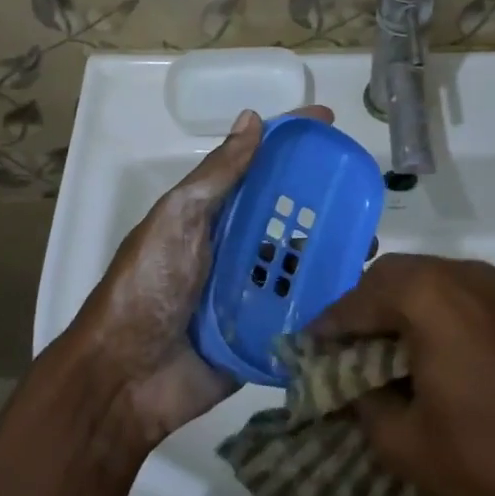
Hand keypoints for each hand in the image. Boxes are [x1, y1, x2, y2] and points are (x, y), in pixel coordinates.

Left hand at [69, 105, 333, 447]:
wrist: (125, 377)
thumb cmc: (148, 286)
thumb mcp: (178, 219)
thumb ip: (217, 175)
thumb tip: (252, 118)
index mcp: (213, 216)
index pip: (258, 167)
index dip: (290, 141)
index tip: (329, 122)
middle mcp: (235, 248)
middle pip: (287, 214)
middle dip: (324, 201)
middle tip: (365, 194)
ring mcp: (250, 293)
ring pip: (301, 263)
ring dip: (333, 251)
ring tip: (369, 245)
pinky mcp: (262, 335)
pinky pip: (302, 313)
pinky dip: (327, 302)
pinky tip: (359, 294)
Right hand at [318, 254, 494, 495]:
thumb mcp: (407, 444)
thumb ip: (363, 403)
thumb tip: (350, 383)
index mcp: (426, 296)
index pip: (354, 301)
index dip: (325, 329)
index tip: (303, 353)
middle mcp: (458, 274)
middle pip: (387, 279)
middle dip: (358, 312)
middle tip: (340, 354)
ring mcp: (493, 287)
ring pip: (422, 283)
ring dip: (392, 310)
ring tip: (377, 356)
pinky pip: (452, 295)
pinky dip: (425, 314)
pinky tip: (420, 355)